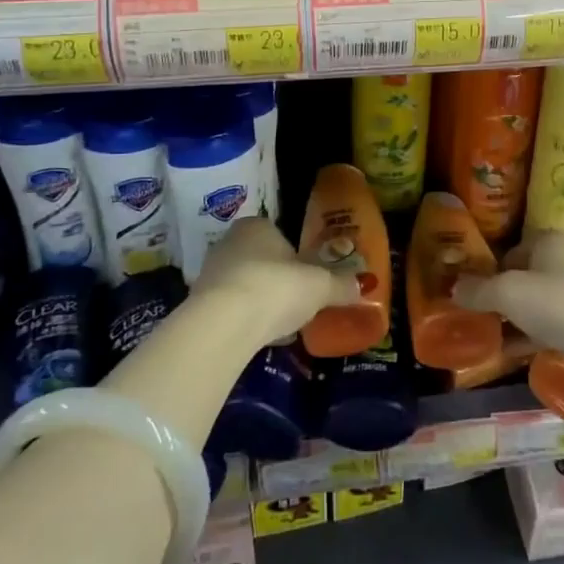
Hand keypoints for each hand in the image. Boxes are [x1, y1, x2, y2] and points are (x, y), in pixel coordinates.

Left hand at [188, 218, 362, 348]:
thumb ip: (341, 284)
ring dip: (260, 301)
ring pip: (244, 284)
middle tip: (297, 302)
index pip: (279, 235)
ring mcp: (210, 272)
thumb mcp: (320, 286)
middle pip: (261, 260)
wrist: (223, 324)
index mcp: (257, 226)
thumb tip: (365, 285)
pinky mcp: (198, 304)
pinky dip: (244, 320)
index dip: (296, 257)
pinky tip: (257, 337)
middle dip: (277, 280)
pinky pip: (230, 308)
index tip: (308, 279)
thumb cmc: (276, 288)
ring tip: (280, 324)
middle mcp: (229, 242)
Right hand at [454, 231, 563, 386]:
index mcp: (548, 241)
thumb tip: (454, 288)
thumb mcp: (510, 293)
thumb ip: (480, 290)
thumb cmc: (560, 302)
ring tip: (486, 336)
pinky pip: (549, 325)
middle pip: (522, 276)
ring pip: (536, 303)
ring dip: (513, 319)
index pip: (509, 251)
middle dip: (499, 297)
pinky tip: (509, 353)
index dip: (488, 271)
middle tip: (474, 316)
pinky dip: (529, 336)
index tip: (469, 293)